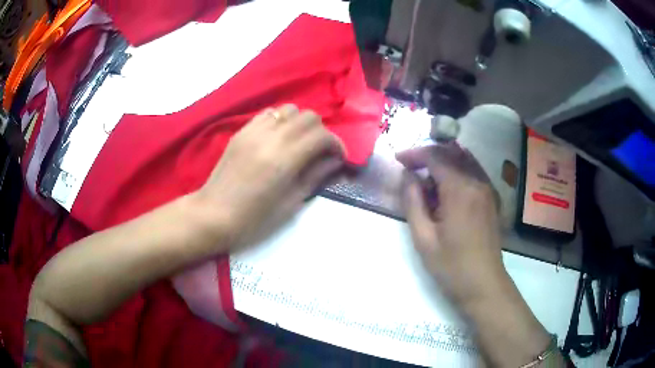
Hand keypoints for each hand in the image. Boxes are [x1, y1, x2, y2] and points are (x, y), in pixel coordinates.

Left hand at [196, 104, 344, 249]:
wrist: (214, 214)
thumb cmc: (254, 218)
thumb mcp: (291, 202)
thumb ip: (316, 175)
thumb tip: (335, 160)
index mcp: (284, 160)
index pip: (321, 135)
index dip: (336, 144)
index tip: (339, 157)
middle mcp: (271, 137)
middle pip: (308, 116)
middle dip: (321, 131)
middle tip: (320, 151)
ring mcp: (253, 131)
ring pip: (289, 110)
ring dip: (300, 123)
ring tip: (299, 142)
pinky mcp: (242, 131)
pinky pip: (268, 114)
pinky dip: (280, 121)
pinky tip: (278, 138)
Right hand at [397, 143, 507, 307]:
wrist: (483, 284)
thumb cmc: (451, 266)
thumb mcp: (423, 238)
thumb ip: (413, 202)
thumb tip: (407, 176)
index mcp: (460, 190)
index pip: (436, 156)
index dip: (414, 154)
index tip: (398, 160)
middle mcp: (477, 181)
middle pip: (452, 153)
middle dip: (428, 155)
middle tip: (410, 168)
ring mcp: (488, 188)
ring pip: (464, 159)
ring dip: (443, 161)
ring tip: (426, 177)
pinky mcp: (492, 197)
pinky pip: (474, 171)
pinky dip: (457, 169)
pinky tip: (447, 186)